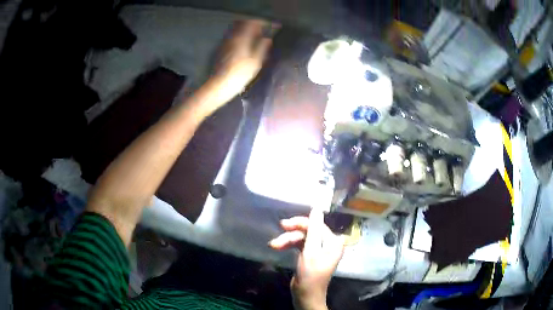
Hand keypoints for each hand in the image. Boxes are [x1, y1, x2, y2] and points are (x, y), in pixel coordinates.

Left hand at [211, 19, 273, 102]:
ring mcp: (226, 42)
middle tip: (263, 30)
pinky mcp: (222, 48)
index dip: (263, 23)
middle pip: (243, 23)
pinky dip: (241, 35)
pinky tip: (246, 43)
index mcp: (242, 38)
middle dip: (254, 24)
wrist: (220, 84)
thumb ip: (262, 47)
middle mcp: (232, 37)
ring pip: (237, 29)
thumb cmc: (240, 74)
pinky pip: (233, 36)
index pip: (252, 23)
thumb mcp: (256, 62)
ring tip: (256, 36)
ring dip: (247, 29)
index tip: (271, 26)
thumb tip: (268, 39)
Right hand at [269, 210, 345, 309]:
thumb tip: (317, 208)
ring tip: (274, 245)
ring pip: (302, 238)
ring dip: (287, 240)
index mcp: (333, 242)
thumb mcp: (311, 251)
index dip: (300, 223)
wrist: (305, 295)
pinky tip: (278, 247)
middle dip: (292, 234)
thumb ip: (313, 229)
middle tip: (278, 233)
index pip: (317, 225)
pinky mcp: (309, 255)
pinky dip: (289, 245)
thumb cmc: (310, 274)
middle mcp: (328, 244)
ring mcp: (318, 250)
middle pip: (309, 231)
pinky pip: (299, 245)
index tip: (283, 225)